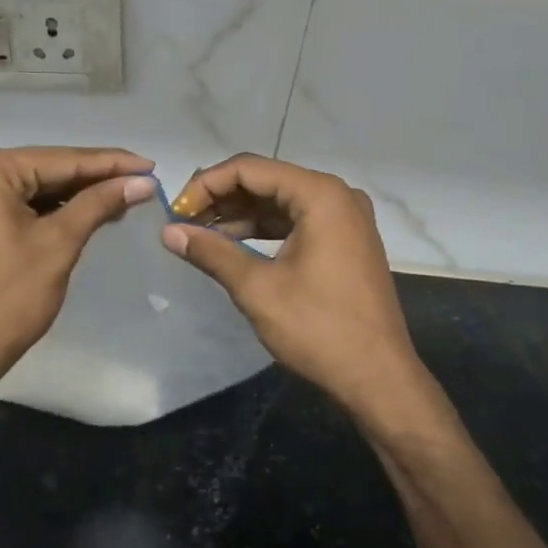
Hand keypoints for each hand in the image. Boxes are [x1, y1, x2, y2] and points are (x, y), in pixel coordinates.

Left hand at [0, 146, 155, 395]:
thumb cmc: (7, 299)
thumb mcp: (59, 244)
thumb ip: (99, 204)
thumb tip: (143, 181)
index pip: (62, 159)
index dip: (111, 163)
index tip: (151, 165)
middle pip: (44, 169)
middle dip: (93, 179)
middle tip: (141, 182)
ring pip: (30, 186)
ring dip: (72, 195)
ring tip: (121, 198)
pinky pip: (12, 201)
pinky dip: (45, 208)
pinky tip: (82, 212)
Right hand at [162, 154, 421, 414]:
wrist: (378, 378)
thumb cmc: (318, 329)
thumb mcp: (257, 288)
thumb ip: (212, 252)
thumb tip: (169, 232)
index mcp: (320, 195)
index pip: (249, 169)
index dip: (205, 185)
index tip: (176, 213)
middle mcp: (336, 195)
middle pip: (265, 180)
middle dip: (221, 198)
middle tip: (183, 224)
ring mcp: (345, 218)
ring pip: (280, 202)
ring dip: (240, 215)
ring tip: (200, 236)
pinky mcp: (346, 241)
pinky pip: (296, 222)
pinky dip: (263, 230)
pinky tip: (233, 246)